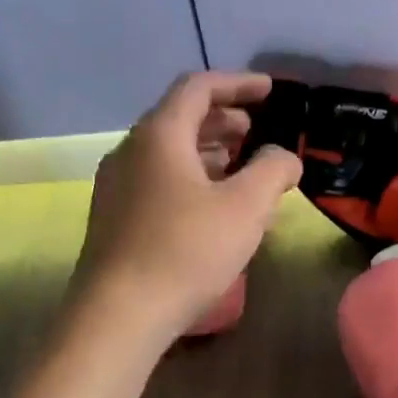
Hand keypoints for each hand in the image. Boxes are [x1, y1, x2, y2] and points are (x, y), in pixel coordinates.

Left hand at [71, 72, 301, 345]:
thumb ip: (273, 170)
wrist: (119, 314)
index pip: (198, 88)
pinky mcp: (113, 218)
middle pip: (179, 118)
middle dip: (222, 120)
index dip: (238, 84)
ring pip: (166, 152)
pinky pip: (156, 179)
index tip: (269, 91)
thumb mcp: (246, 207)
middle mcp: (130, 151)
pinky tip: (209, 205)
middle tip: (254, 131)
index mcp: (160, 135)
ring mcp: (116, 186)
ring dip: (205, 151)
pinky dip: (188, 177)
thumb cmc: (187, 251)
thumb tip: (283, 157)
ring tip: (237, 167)